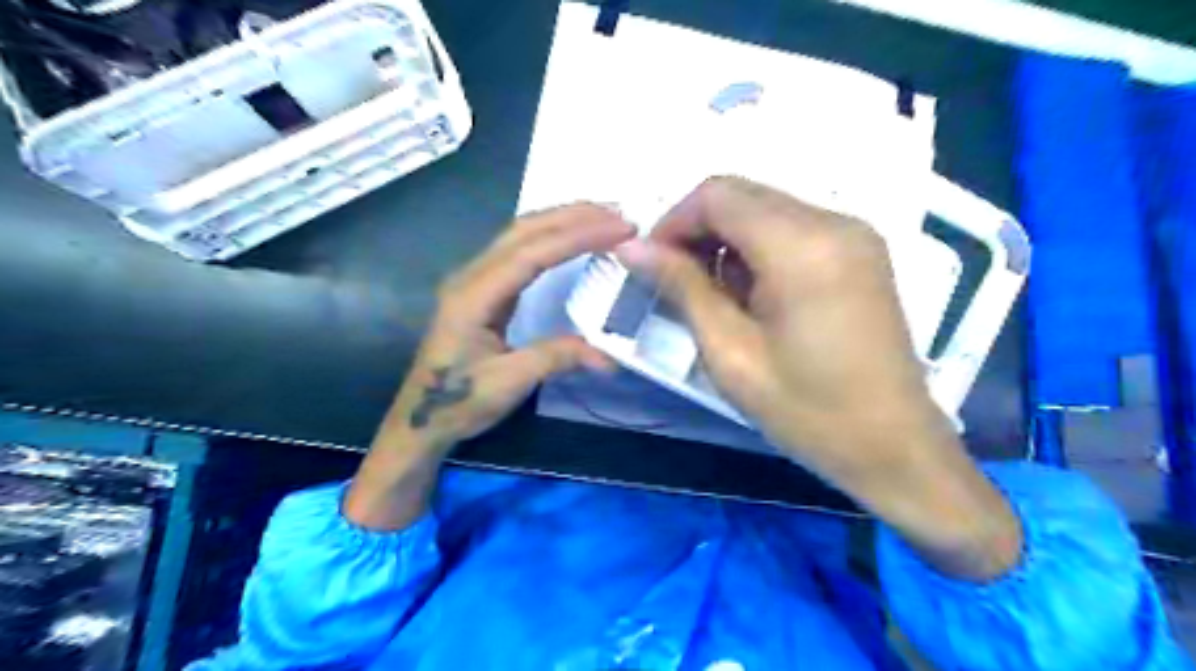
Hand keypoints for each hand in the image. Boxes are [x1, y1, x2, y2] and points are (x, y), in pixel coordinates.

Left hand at [343, 203, 629, 528]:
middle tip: (619, 213)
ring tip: (602, 217)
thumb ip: (557, 358)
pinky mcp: (481, 288)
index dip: (577, 236)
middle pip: (524, 230)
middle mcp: (471, 276)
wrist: (421, 418)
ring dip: (562, 220)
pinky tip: (570, 238)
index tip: (619, 229)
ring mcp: (473, 279)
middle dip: (573, 216)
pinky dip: (550, 237)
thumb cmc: (459, 400)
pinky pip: (518, 250)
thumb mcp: (509, 382)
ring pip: (519, 234)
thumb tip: (610, 357)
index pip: (531, 252)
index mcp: (474, 295)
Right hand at [623, 178, 1022, 581]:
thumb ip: (682, 288)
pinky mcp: (860, 251)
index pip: (717, 194)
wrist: (895, 446)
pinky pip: (792, 227)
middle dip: (697, 230)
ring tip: (714, 296)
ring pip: (764, 208)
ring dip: (726, 241)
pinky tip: (751, 295)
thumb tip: (632, 248)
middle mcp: (834, 221)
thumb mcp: (731, 354)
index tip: (651, 265)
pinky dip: (757, 249)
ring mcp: (853, 233)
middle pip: (741, 194)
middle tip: (676, 282)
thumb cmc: (809, 411)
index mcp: (802, 246)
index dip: (672, 221)